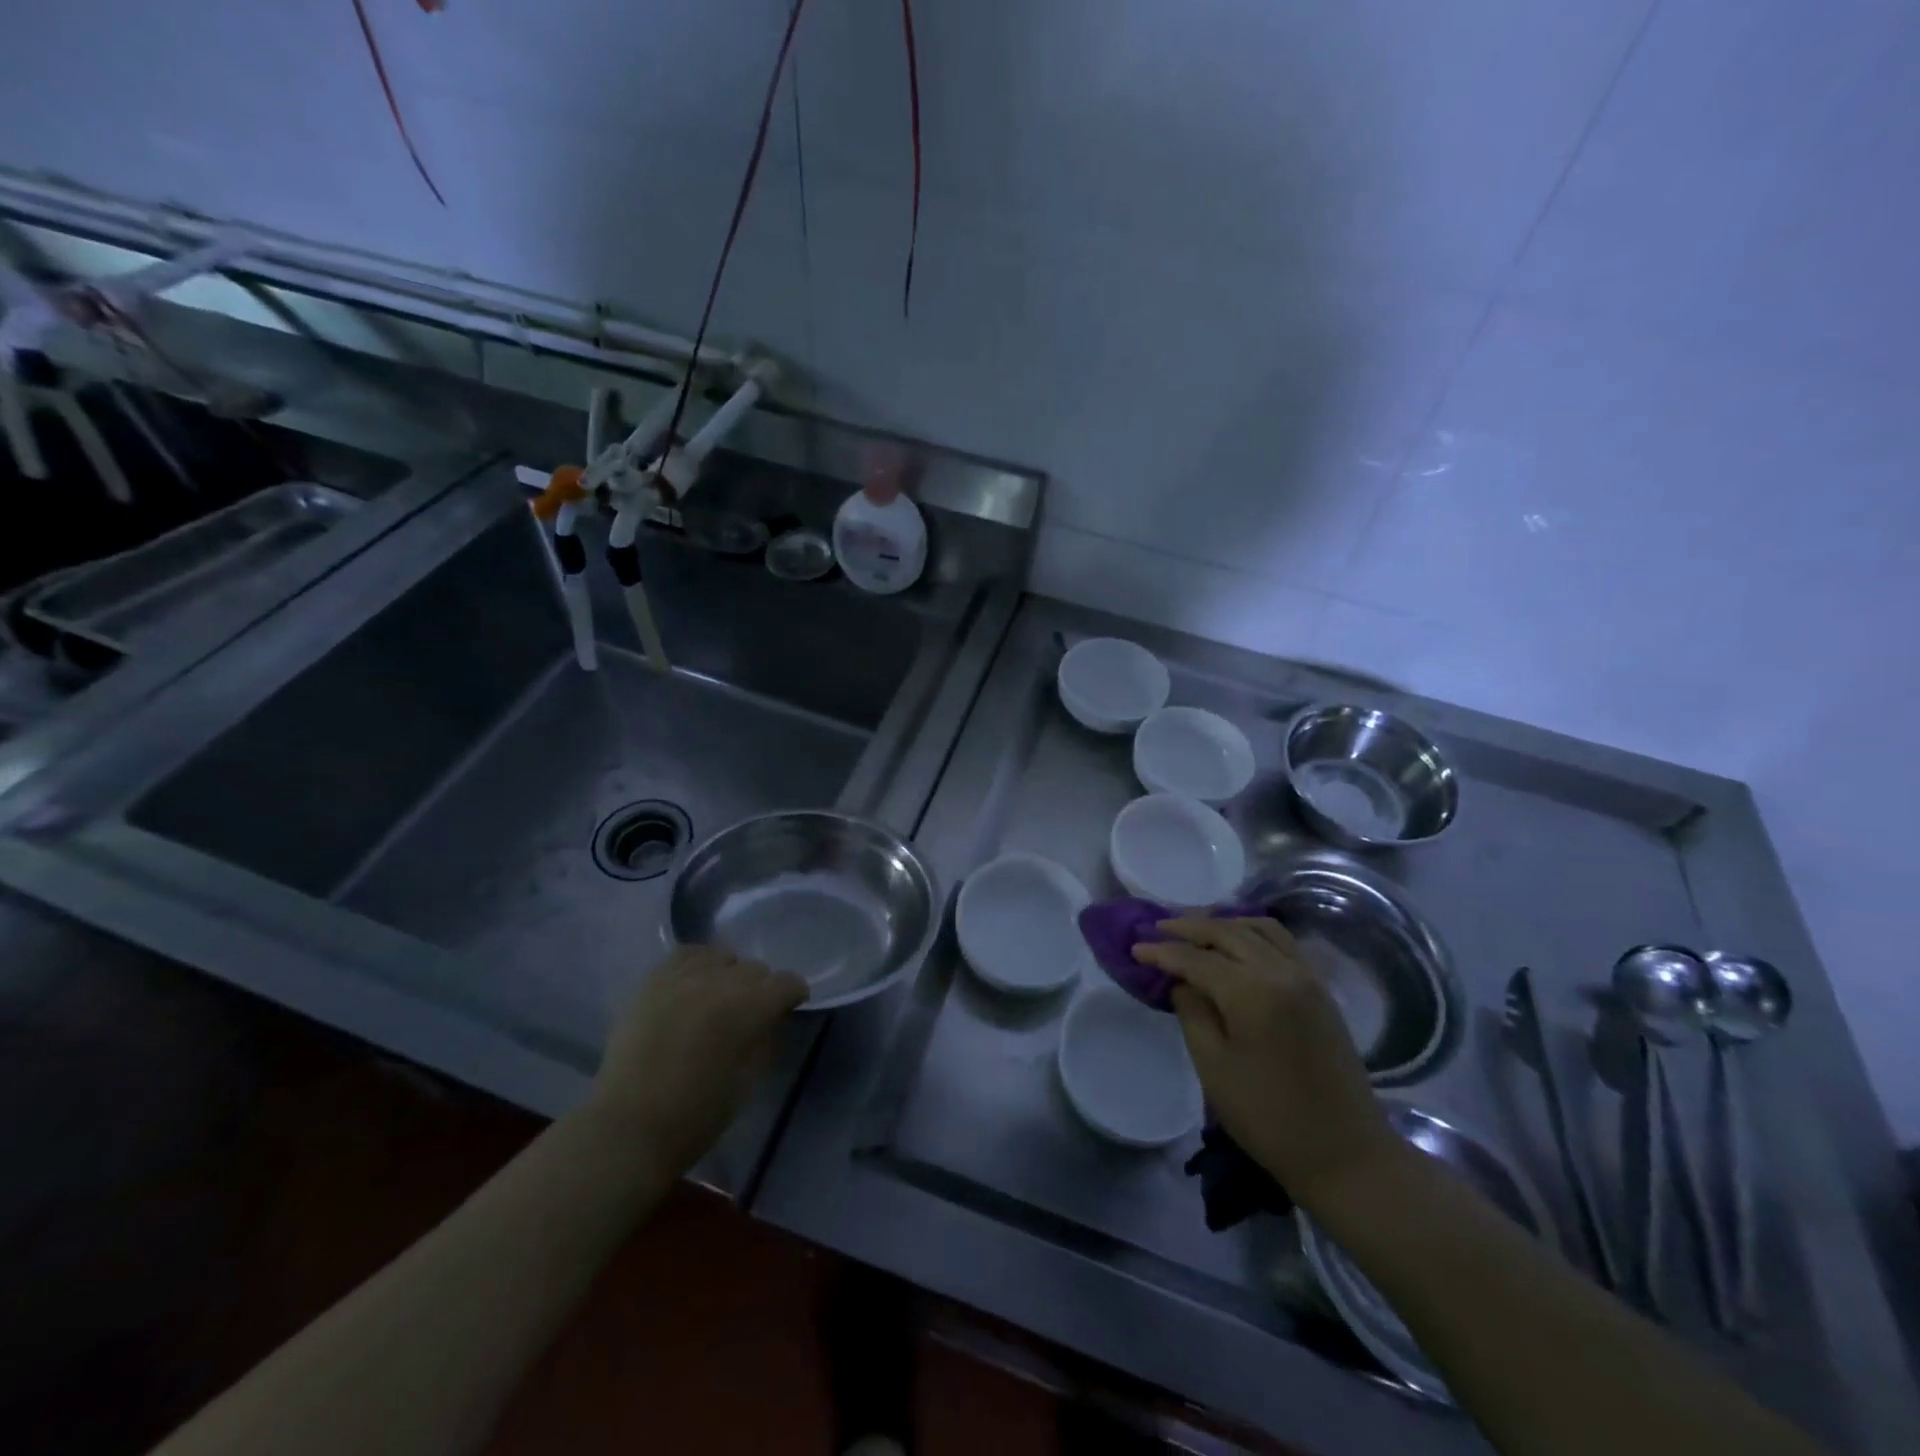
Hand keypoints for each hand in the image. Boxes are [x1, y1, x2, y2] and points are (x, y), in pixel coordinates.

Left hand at [589, 945, 807, 1173]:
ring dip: (728, 974)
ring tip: (718, 999)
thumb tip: (772, 1018)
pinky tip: (693, 986)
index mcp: (748, 1007)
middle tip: (749, 1015)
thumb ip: (765, 1039)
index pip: (787, 983)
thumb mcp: (748, 1081)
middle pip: (755, 969)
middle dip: (760, 989)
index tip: (787, 1011)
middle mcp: (718, 981)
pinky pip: (685, 955)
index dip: (792, 996)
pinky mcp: (652, 981)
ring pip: (722, 956)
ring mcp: (682, 977)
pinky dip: (697, 964)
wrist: (627, 1129)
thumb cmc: (696, 1115)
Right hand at [1134, 917, 1402, 1205]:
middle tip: (1157, 930)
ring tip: (1195, 931)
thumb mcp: (1214, 1068)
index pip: (1196, 958)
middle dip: (1188, 927)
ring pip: (1258, 927)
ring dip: (1223, 923)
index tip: (1134, 948)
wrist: (1346, 1154)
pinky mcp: (1320, 989)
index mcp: (1252, 992)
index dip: (1162, 951)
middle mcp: (1281, 971)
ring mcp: (1306, 977)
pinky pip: (1282, 941)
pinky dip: (1252, 932)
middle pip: (1227, 931)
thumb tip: (1182, 982)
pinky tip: (1236, 944)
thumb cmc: (1269, 1117)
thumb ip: (1193, 1013)